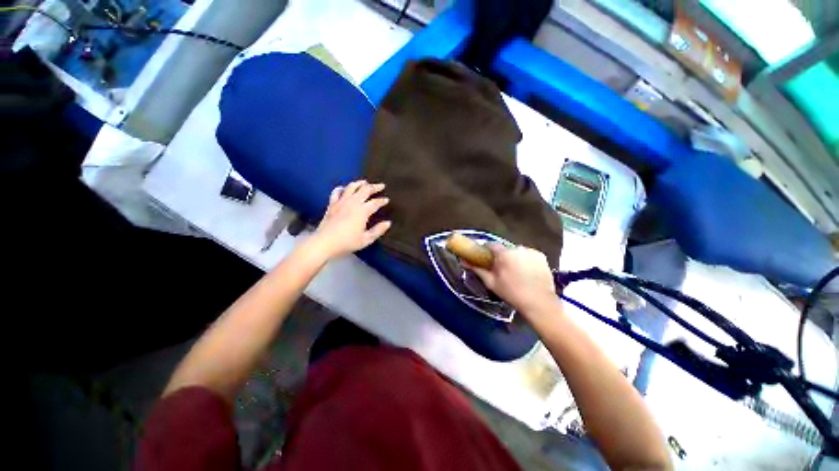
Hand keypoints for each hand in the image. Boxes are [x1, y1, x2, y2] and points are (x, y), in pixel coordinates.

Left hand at [310, 180, 390, 259]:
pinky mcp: (331, 204)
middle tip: (381, 185)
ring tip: (364, 182)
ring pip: (351, 187)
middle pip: (365, 190)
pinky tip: (344, 188)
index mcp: (362, 211)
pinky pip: (336, 192)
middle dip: (374, 187)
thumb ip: (378, 230)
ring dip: (359, 183)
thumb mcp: (366, 240)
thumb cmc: (347, 242)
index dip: (382, 201)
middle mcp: (353, 203)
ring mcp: (341, 202)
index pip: (375, 202)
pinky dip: (341, 188)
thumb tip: (388, 223)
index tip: (386, 200)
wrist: (324, 243)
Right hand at [469, 244, 558, 317]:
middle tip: (500, 269)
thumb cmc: (512, 293)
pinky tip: (526, 272)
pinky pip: (528, 255)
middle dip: (501, 256)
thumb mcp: (491, 282)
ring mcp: (531, 251)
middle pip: (504, 249)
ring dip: (513, 258)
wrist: (539, 303)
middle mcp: (518, 248)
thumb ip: (477, 269)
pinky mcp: (541, 256)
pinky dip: (525, 260)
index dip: (486, 251)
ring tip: (515, 272)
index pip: (491, 245)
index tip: (485, 259)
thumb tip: (463, 261)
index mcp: (504, 253)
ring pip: (516, 251)